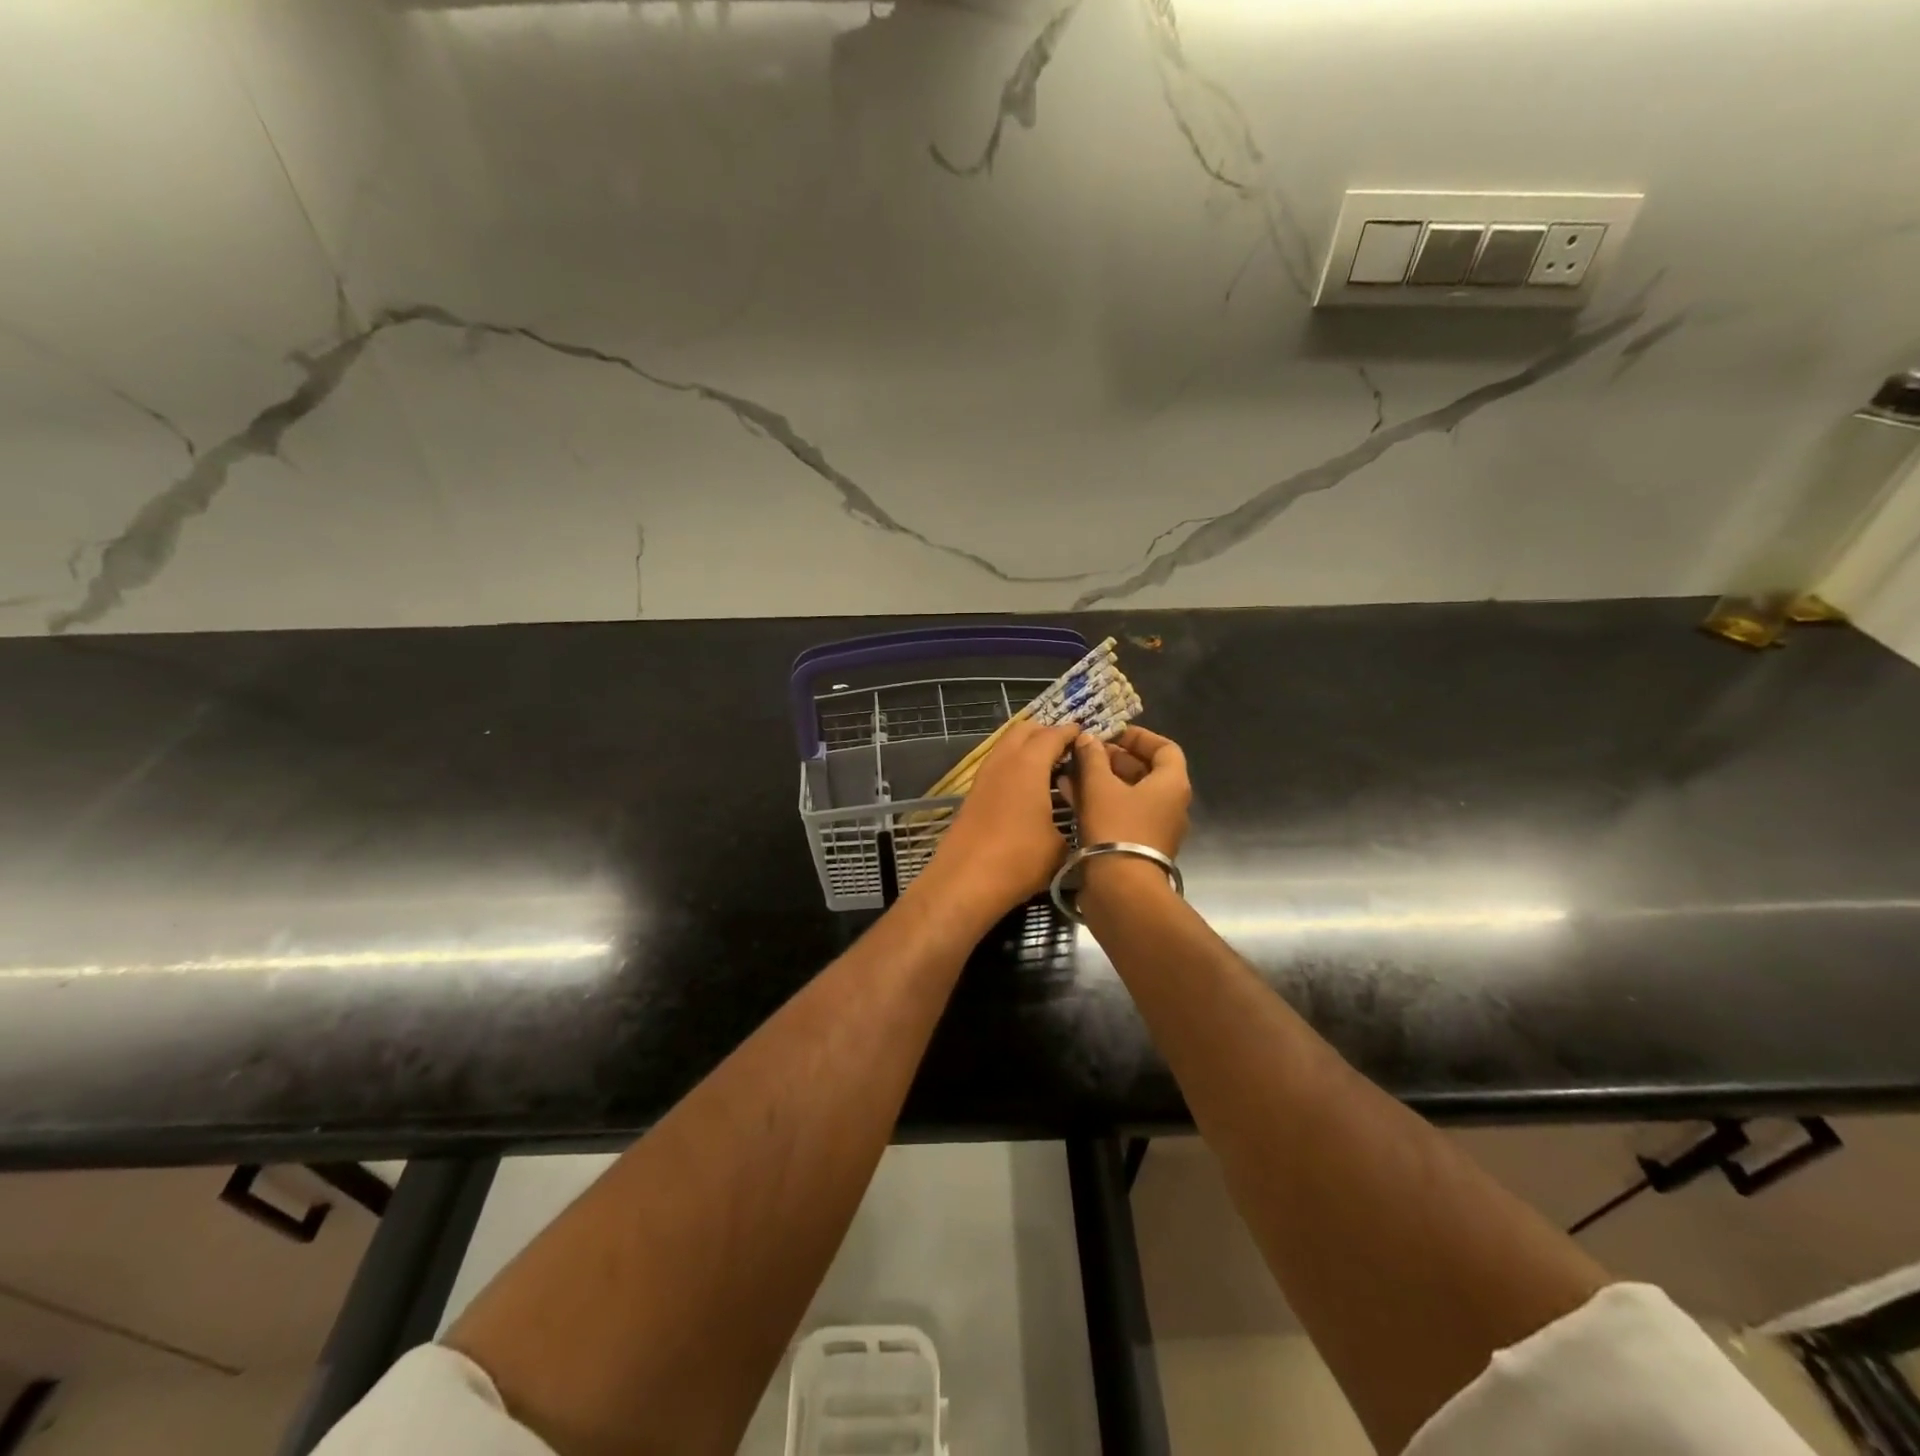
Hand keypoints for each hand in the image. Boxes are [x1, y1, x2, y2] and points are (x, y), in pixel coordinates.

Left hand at [921, 719, 1079, 923]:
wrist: (965, 881)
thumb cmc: (1019, 860)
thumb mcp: (1059, 846)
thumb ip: (1072, 822)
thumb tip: (1079, 817)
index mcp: (1028, 764)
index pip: (1053, 734)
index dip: (1072, 733)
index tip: (1087, 737)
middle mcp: (1004, 761)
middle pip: (1024, 730)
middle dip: (1046, 733)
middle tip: (1068, 751)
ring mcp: (984, 776)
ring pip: (1006, 746)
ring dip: (1027, 749)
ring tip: (1050, 769)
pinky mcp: (973, 794)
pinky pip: (998, 765)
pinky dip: (1014, 766)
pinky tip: (1028, 790)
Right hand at [1061, 725, 1190, 858]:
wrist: (1121, 889)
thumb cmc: (1116, 828)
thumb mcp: (1099, 786)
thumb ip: (1093, 758)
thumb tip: (1088, 739)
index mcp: (1171, 785)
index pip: (1165, 748)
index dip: (1138, 737)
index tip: (1111, 733)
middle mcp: (1170, 805)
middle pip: (1145, 771)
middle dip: (1114, 758)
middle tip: (1086, 752)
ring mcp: (1154, 828)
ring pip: (1129, 794)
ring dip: (1102, 780)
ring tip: (1072, 771)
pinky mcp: (1136, 846)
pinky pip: (1120, 814)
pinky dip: (1099, 802)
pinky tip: (1070, 795)